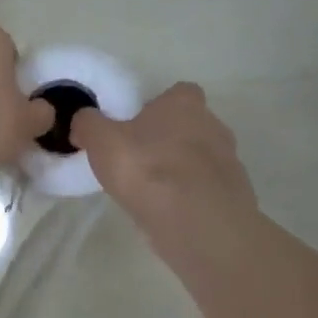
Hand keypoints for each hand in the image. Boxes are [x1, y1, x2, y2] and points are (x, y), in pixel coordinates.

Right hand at [71, 83, 256, 242]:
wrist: (198, 224)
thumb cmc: (148, 170)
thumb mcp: (101, 141)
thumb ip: (88, 124)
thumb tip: (83, 120)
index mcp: (184, 103)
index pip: (178, 93)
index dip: (157, 107)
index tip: (135, 127)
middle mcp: (213, 125)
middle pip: (189, 126)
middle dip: (168, 140)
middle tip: (139, 161)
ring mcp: (229, 162)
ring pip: (200, 159)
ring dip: (181, 171)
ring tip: (152, 193)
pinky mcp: (234, 196)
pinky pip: (207, 190)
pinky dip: (191, 198)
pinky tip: (170, 214)